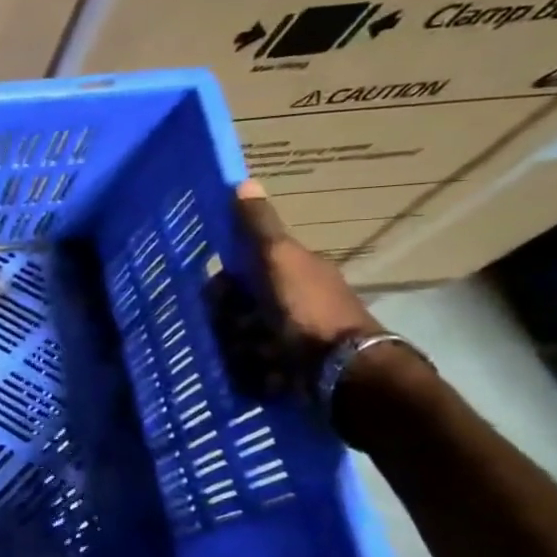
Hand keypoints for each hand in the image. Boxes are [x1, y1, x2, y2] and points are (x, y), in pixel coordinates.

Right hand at [208, 180, 380, 399]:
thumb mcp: (279, 259)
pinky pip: (252, 367)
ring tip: (244, 355)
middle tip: (229, 329)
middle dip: (227, 319)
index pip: (242, 268)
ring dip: (236, 346)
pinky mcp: (289, 370)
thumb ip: (258, 228)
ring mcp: (292, 336)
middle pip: (237, 306)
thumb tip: (244, 182)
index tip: (213, 295)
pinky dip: (249, 370)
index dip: (224, 280)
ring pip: (241, 336)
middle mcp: (293, 300)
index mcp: (294, 270)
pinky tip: (253, 373)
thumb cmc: (308, 310)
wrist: (343, 371)